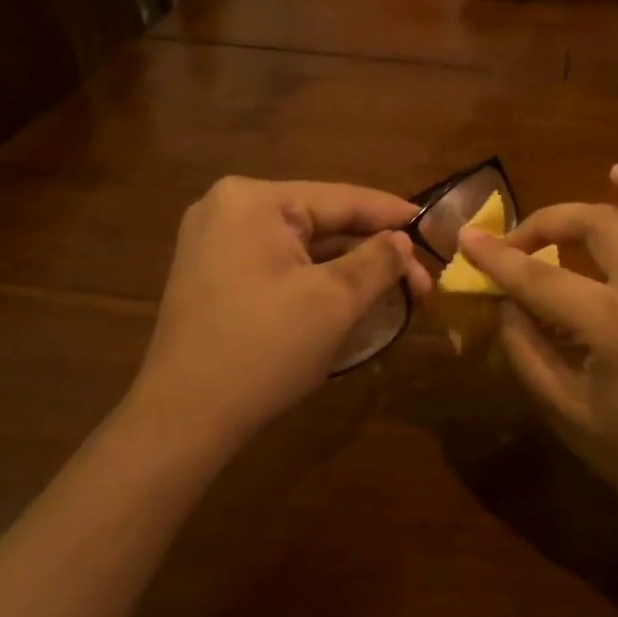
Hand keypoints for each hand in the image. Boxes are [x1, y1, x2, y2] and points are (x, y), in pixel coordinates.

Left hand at [130, 177, 429, 453]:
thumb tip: (402, 240)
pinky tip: (347, 294)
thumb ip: (377, 261)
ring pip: (301, 245)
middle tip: (420, 280)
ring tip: (393, 289)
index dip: (392, 214)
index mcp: (253, 201)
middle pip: (321, 221)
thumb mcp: (334, 301)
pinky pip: (278, 262)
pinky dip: (315, 277)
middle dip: (372, 251)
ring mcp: (214, 241)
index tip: (432, 225)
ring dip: (347, 267)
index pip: (341, 199)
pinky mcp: (212, 273)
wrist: (185, 417)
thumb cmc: (265, 350)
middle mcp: (228, 208)